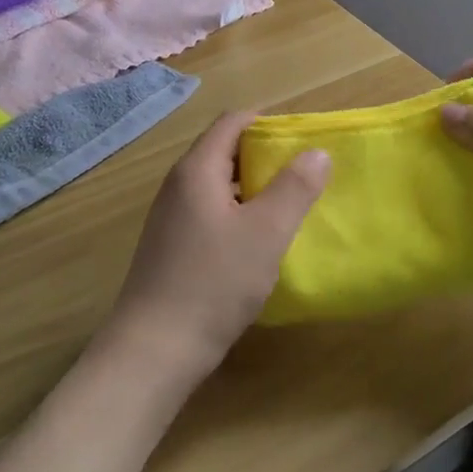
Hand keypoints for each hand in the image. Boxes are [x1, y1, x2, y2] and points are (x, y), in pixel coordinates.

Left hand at [99, 112, 329, 382]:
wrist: (155, 349)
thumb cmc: (214, 282)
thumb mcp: (266, 232)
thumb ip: (295, 188)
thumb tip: (317, 152)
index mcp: (197, 170)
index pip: (232, 122)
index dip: (269, 123)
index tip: (303, 140)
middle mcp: (178, 185)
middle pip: (224, 150)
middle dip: (264, 156)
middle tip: (303, 174)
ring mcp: (171, 217)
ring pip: (218, 185)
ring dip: (253, 188)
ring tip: (288, 206)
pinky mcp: (171, 246)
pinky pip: (210, 212)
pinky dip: (237, 213)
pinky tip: (258, 242)